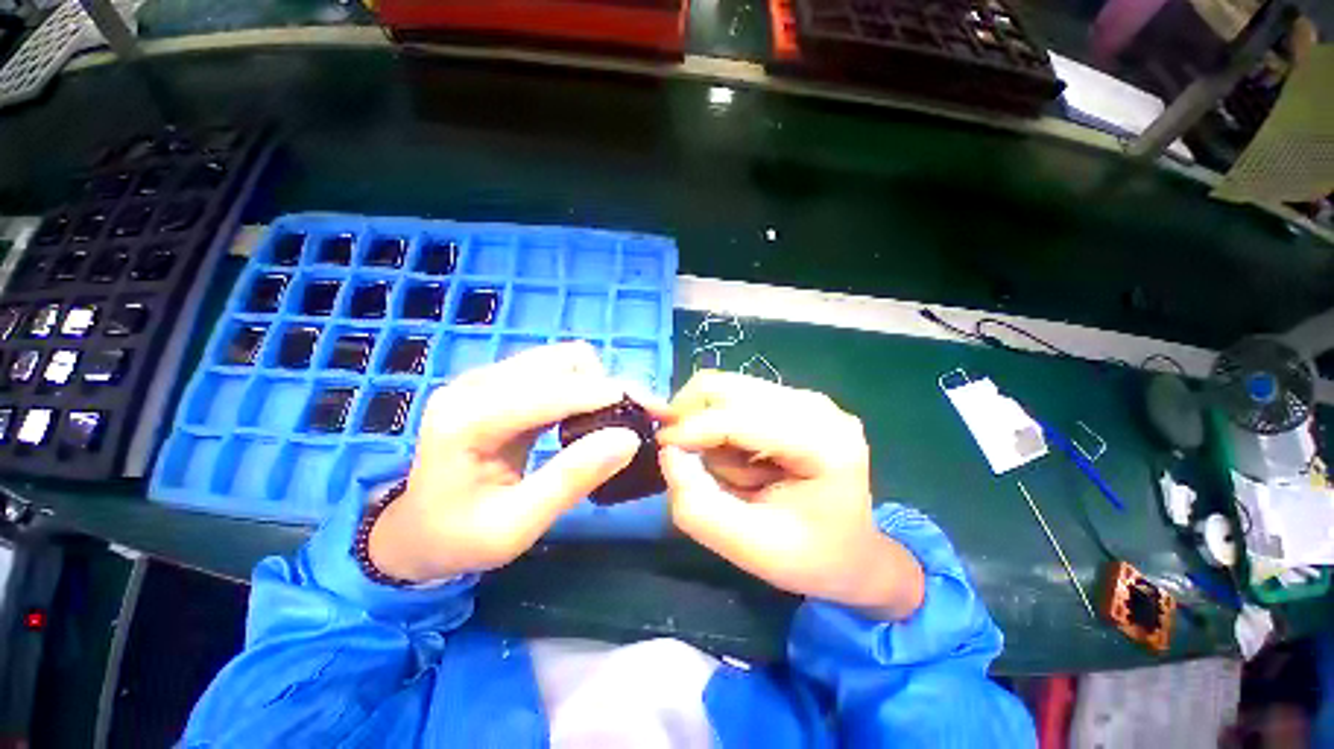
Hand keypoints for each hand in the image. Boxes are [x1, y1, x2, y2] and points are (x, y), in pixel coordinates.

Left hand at [369, 342, 643, 581]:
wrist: (416, 530)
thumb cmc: (460, 538)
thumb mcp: (516, 527)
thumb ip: (572, 479)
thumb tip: (628, 439)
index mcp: (467, 421)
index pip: (550, 392)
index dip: (605, 396)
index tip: (652, 410)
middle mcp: (475, 385)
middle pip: (561, 362)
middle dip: (608, 386)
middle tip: (638, 418)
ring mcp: (485, 378)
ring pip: (562, 359)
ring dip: (597, 384)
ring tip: (614, 419)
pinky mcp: (498, 382)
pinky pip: (553, 370)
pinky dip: (583, 387)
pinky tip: (590, 415)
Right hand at [658, 371, 923, 618]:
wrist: (854, 552)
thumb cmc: (810, 558)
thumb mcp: (748, 548)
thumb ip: (698, 505)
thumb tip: (669, 452)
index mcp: (823, 444)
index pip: (740, 418)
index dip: (691, 428)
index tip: (661, 448)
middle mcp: (817, 408)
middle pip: (729, 386)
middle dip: (692, 415)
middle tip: (679, 451)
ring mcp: (806, 399)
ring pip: (727, 388)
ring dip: (708, 423)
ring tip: (724, 467)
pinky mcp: (793, 401)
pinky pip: (736, 397)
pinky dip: (720, 423)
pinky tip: (736, 456)